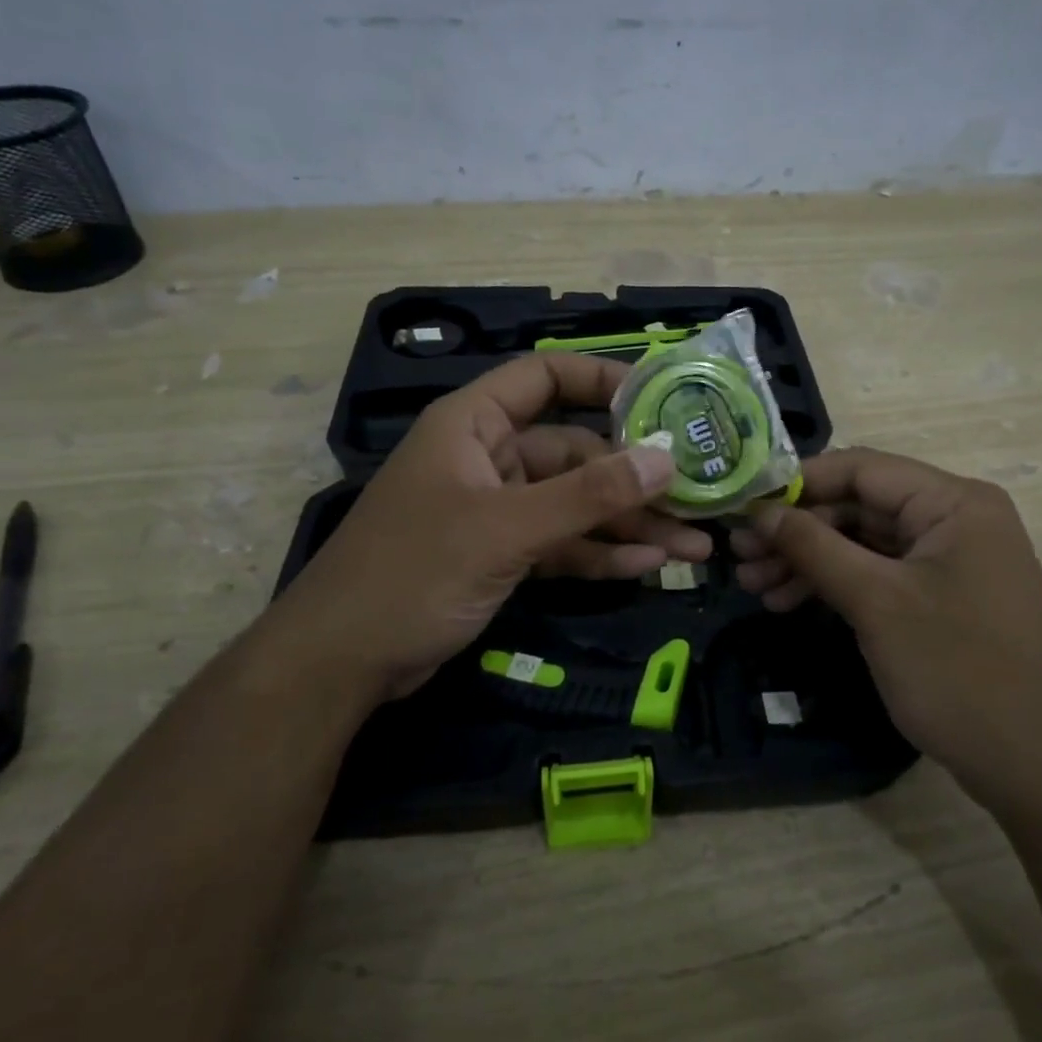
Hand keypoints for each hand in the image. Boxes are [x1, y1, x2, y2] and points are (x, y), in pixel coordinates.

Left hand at [269, 353, 710, 699]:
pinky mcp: (502, 557)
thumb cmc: (413, 573)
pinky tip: (648, 566)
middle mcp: (489, 459)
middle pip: (575, 453)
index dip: (602, 380)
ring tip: (695, 547)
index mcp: (474, 424)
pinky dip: (600, 555)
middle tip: (700, 497)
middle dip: (635, 479)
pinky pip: (562, 545)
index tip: (663, 398)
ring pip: (575, 506)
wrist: (341, 663)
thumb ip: (588, 495)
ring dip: (629, 525)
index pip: (545, 377)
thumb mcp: (507, 529)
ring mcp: (497, 511)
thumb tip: (666, 459)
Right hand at [731, 448, 1041, 813]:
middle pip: (858, 506)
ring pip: (863, 543)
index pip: (860, 468)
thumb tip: (761, 512)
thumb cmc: (960, 671)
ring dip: (808, 561)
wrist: (1041, 767)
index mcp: (953, 502)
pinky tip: (789, 603)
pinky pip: (879, 575)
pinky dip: (835, 585)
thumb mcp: (878, 603)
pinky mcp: (942, 598)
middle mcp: (955, 519)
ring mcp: (950, 561)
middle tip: (739, 558)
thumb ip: (815, 547)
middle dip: (797, 531)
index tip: (744, 507)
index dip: (797, 484)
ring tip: (753, 587)